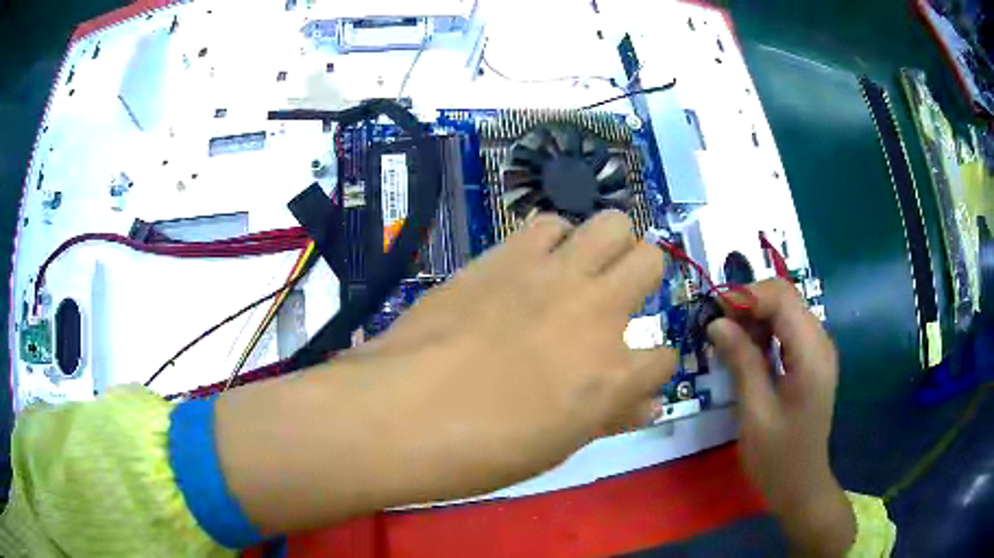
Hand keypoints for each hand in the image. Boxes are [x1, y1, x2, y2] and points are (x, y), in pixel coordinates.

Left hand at [217, 211, 676, 532]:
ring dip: (603, 246)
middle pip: (652, 260)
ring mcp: (551, 275)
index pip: (665, 357)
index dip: (654, 367)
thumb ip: (610, 417)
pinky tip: (533, 262)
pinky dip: (551, 239)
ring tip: (577, 270)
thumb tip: (647, 402)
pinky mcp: (504, 256)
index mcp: (614, 375)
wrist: (403, 413)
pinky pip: (547, 224)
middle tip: (618, 296)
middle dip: (643, 276)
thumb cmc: (482, 450)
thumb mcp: (559, 446)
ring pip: (610, 223)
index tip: (636, 374)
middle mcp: (596, 312)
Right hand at [708, 280, 854, 556]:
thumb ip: (741, 362)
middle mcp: (820, 342)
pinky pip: (787, 330)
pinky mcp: (811, 360)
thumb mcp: (755, 412)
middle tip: (717, 329)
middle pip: (785, 298)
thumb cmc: (777, 457)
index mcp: (811, 354)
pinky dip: (764, 332)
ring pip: (785, 311)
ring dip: (754, 318)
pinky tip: (747, 352)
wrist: (801, 485)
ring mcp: (818, 350)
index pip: (782, 298)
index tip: (713, 313)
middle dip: (748, 305)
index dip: (746, 295)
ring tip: (727, 341)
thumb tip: (716, 323)